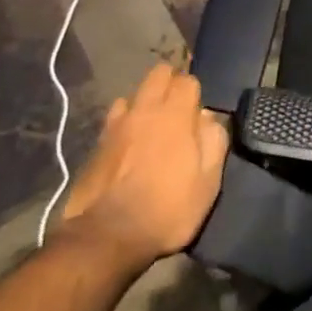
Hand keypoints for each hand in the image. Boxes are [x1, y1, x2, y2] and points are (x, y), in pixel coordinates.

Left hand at [60, 63, 227, 261]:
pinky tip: (128, 141)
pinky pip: (114, 118)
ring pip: (133, 94)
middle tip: (179, 108)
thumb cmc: (168, 209)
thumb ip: (214, 141)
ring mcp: (116, 125)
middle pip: (158, 74)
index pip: (188, 80)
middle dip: (170, 82)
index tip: (200, 112)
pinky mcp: (97, 143)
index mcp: (175, 115)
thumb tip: (208, 118)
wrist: (108, 236)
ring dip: (145, 102)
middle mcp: (144, 110)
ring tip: (151, 125)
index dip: (196, 92)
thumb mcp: (208, 181)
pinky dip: (125, 121)